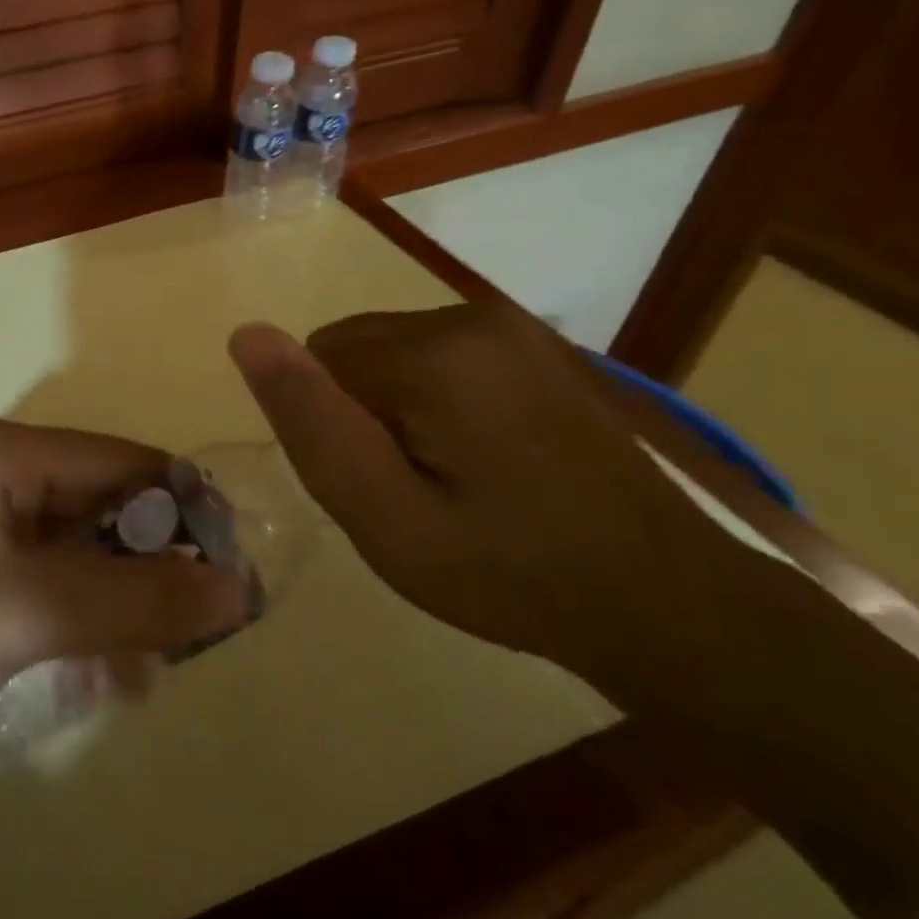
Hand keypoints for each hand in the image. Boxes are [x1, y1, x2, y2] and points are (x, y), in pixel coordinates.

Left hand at [0, 418, 246, 743]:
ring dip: (117, 594)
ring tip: (144, 661)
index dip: (181, 507)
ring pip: (77, 542)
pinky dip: (80, 607)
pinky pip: (46, 570)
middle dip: (148, 562)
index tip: (228, 568)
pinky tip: (98, 664)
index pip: (120, 460)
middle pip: (99, 501)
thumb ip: (139, 597)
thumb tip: (238, 589)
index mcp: (3, 450)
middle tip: (188, 631)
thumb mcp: (36, 611)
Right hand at [228, 304, 768, 694]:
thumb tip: (246, 334)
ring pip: (390, 352)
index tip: (383, 487)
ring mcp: (511, 325)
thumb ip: (311, 423)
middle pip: (352, 350)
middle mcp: (469, 315)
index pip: (317, 364)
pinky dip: (435, 399)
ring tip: (451, 479)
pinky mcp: (535, 343)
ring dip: (396, 407)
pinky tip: (483, 457)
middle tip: (414, 490)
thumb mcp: (385, 517)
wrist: (672, 603)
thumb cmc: (510, 572)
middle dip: (361, 412)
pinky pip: (437, 356)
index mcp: (432, 352)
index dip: (333, 429)